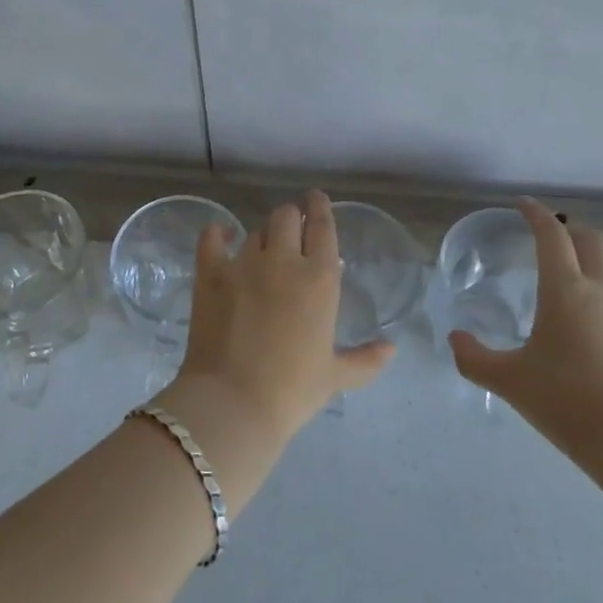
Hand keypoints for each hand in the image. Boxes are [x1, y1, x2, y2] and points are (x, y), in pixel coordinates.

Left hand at [160, 191, 393, 470]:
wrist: (234, 403)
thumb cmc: (292, 391)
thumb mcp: (335, 377)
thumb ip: (366, 359)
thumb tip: (392, 348)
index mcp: (320, 278)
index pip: (322, 226)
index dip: (319, 207)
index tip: (316, 199)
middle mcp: (284, 260)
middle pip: (286, 216)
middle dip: (290, 218)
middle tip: (291, 230)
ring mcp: (244, 263)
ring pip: (255, 230)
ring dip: (263, 236)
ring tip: (263, 250)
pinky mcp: (211, 273)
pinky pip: (212, 238)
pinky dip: (218, 233)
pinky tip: (222, 236)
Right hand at [449, 199, 602, 469]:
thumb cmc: (568, 401)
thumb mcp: (511, 381)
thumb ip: (475, 358)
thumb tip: (455, 339)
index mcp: (566, 290)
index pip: (552, 235)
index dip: (537, 214)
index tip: (523, 204)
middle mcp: (601, 293)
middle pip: (592, 241)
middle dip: (570, 229)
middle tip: (548, 235)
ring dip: (585, 270)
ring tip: (560, 296)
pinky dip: (597, 307)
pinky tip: (583, 340)